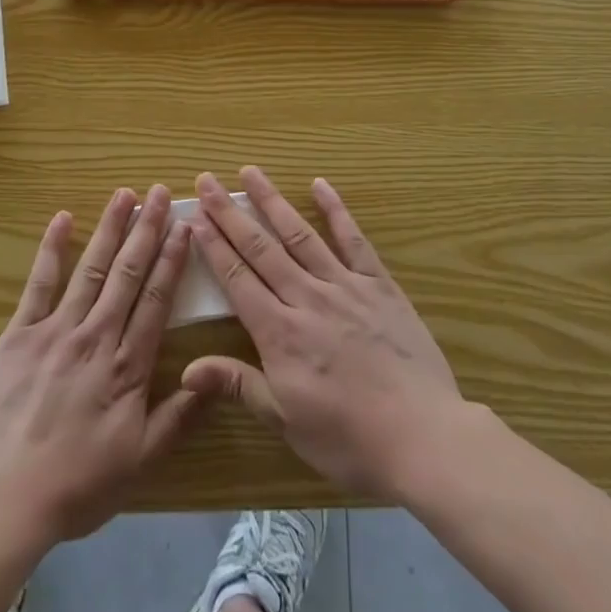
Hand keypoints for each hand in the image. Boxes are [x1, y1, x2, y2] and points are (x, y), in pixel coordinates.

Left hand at [0, 185, 205, 546]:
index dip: (172, 260)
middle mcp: (96, 336)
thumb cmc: (76, 485)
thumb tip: (213, 380)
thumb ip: (178, 418)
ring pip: (90, 268)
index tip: (183, 226)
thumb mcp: (139, 461)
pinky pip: (39, 283)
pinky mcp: (20, 333)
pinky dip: (51, 249)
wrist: (4, 499)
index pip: (156, 299)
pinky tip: (62, 219)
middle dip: (146, 230)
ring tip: (124, 194)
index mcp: (127, 366)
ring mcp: (56, 330)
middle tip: (159, 193)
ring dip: (109, 228)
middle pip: (127, 273)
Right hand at [182, 168, 477, 502]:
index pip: (237, 279)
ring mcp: (343, 285)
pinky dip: (336, 210)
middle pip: (261, 248)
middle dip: (229, 213)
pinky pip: (353, 240)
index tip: (194, 216)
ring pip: (299, 234)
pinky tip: (320, 184)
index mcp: (279, 332)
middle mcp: (306, 297)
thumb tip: (186, 368)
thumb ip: (239, 385)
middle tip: (207, 181)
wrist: (423, 437)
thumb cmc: (349, 438)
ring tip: (250, 172)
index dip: (213, 246)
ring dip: (272, 201)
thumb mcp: (286, 422)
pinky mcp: (378, 284)